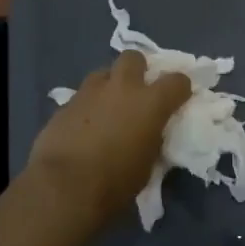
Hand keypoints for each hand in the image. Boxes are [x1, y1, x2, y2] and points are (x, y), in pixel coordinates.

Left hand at [27, 51, 190, 222]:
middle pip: (134, 57)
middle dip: (138, 69)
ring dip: (109, 86)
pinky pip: (81, 96)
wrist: (64, 187)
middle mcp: (122, 88)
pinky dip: (87, 106)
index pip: (177, 80)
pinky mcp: (65, 104)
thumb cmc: (115, 182)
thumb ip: (152, 139)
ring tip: (107, 107)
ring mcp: (90, 92)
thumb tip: (149, 133)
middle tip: (137, 91)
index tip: (178, 98)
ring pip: (103, 73)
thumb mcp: (148, 163)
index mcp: (151, 103)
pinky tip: (83, 127)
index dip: (180, 88)